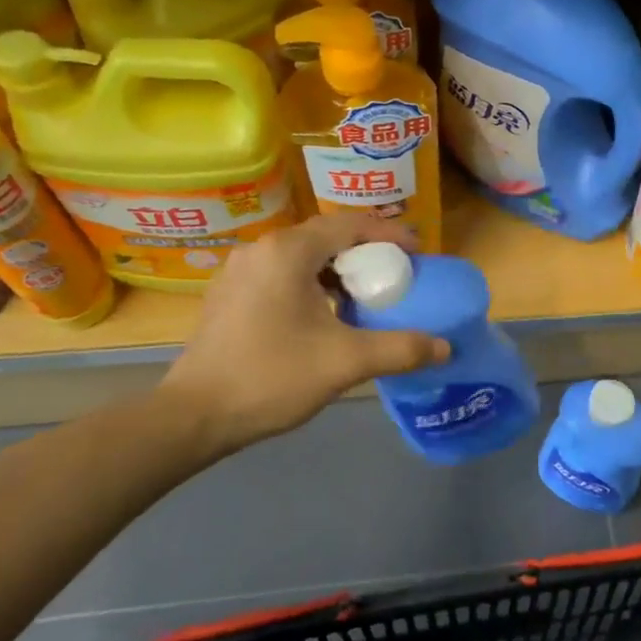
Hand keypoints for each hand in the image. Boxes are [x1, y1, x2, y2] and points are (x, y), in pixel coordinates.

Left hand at [160, 212, 449, 458]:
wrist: (194, 415)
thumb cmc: (272, 376)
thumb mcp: (345, 362)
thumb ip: (401, 349)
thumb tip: (445, 347)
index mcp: (288, 252)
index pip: (350, 225)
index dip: (389, 234)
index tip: (418, 254)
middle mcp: (262, 250)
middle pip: (326, 237)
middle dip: (366, 253)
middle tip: (396, 277)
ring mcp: (239, 271)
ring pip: (302, 257)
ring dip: (338, 270)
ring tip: (365, 296)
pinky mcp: (229, 295)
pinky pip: (282, 274)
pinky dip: (312, 283)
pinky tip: (325, 315)